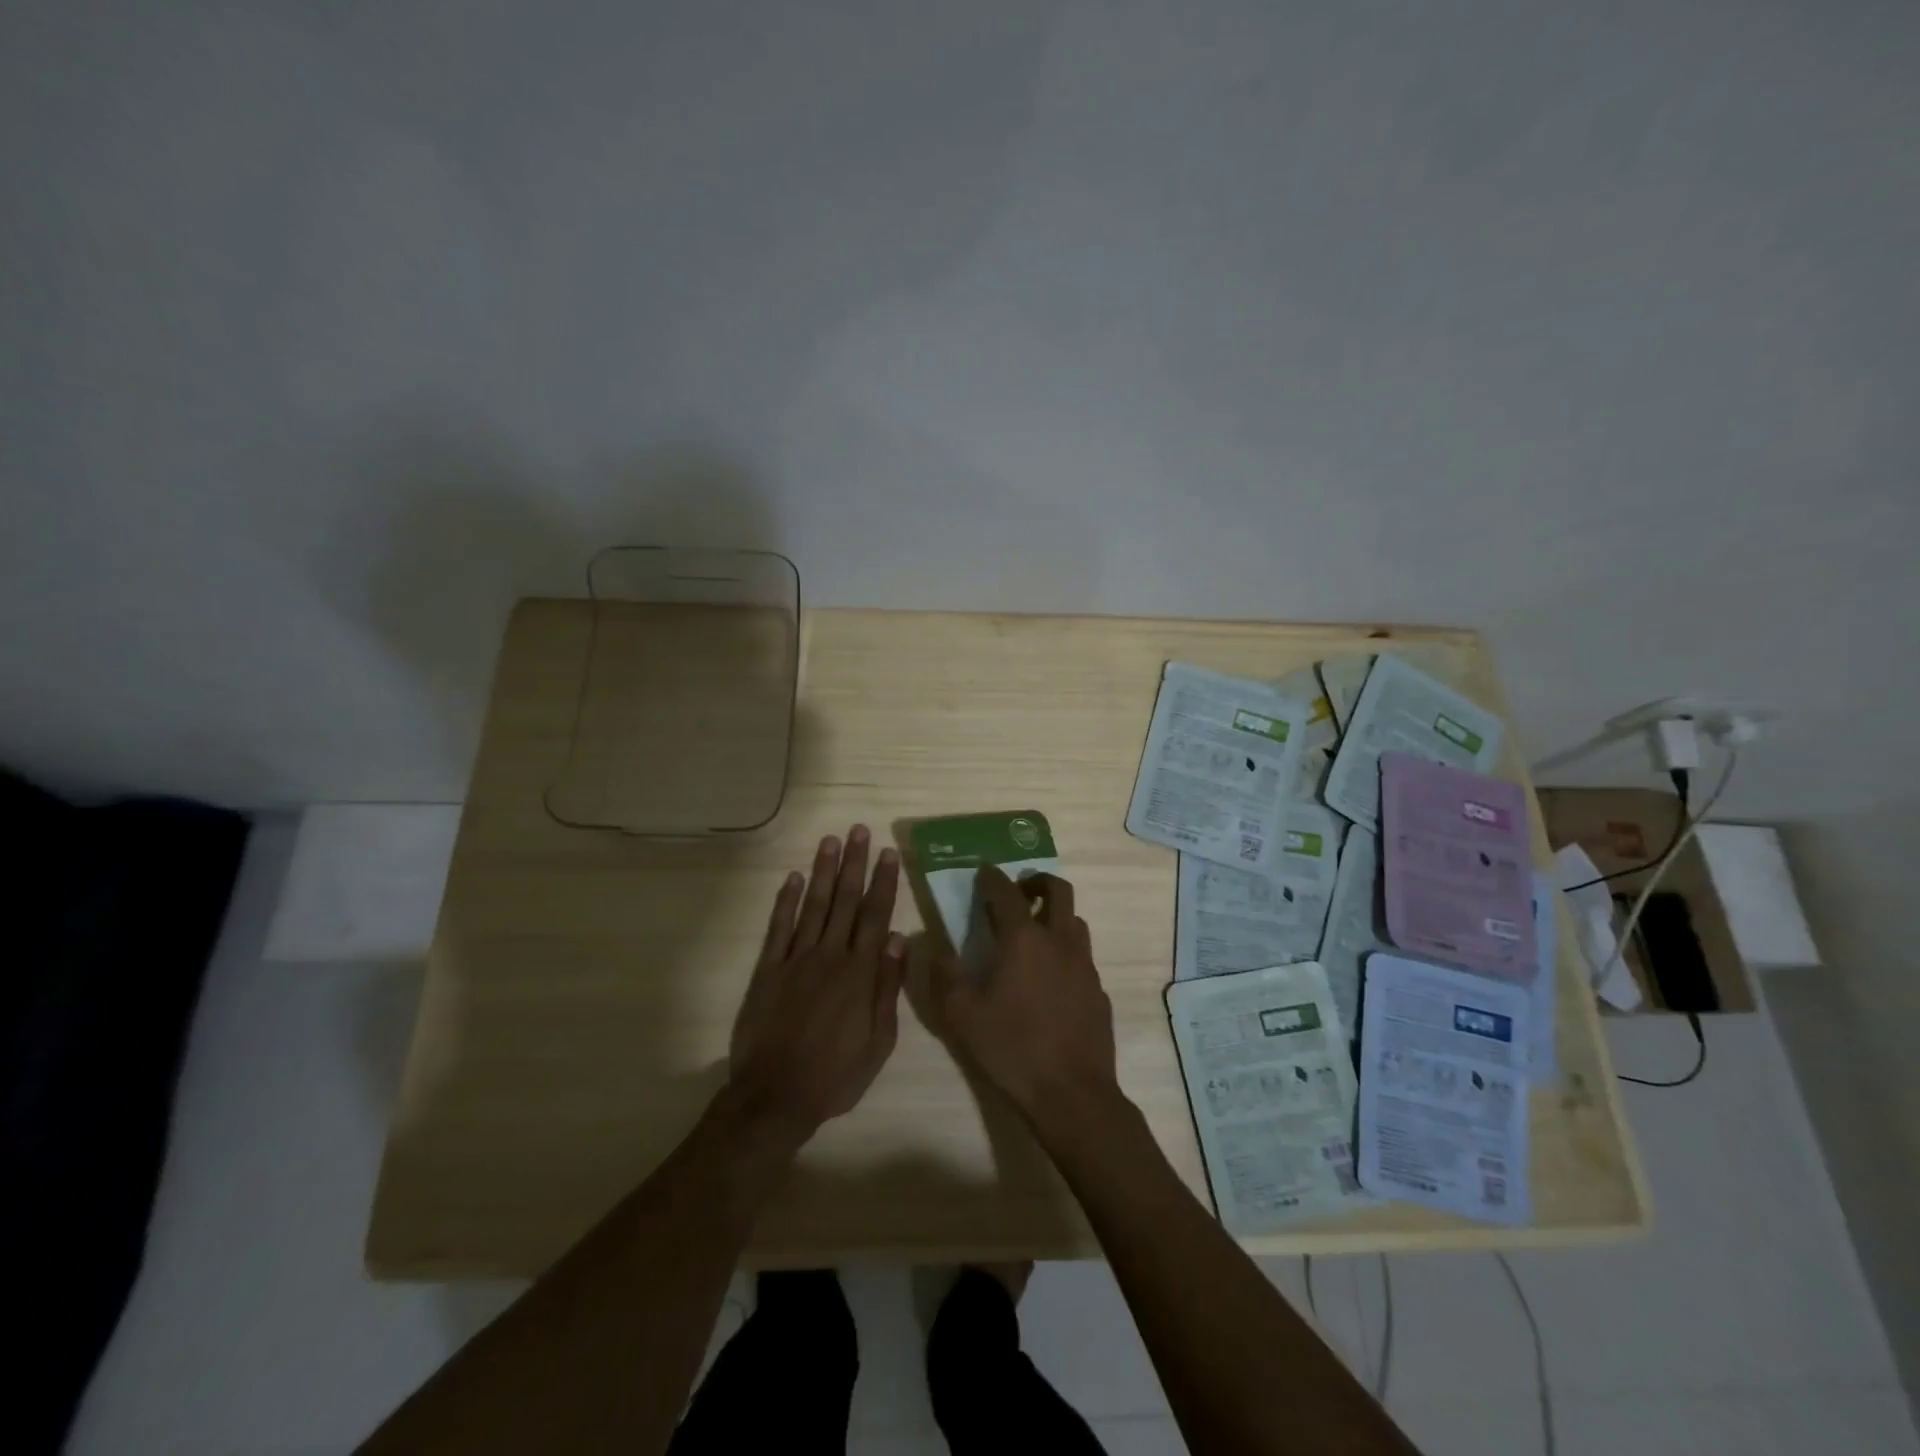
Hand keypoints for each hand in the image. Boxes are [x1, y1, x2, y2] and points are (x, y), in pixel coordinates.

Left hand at [728, 826, 906, 1141]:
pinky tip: (794, 878)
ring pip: (813, 905)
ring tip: (830, 840)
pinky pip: (778, 928)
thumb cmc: (836, 1075)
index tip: (887, 853)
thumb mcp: (879, 1042)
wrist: (775, 1097)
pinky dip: (786, 901)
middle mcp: (829, 956)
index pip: (875, 916)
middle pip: (845, 901)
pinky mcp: (767, 970)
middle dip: (854, 864)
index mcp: (860, 973)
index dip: (882, 882)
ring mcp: (795, 960)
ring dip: (823, 871)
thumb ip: (888, 988)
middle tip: (859, 830)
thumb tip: (898, 940)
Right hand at [925, 865, 1118, 1128]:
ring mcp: (1084, 964)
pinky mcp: (1098, 989)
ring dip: (1054, 915)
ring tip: (1033, 934)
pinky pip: (1082, 956)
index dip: (991, 877)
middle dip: (1036, 882)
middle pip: (1057, 889)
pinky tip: (1051, 980)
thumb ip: (944, 975)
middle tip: (1018, 893)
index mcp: (1023, 939)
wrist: (1073, 1094)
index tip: (981, 872)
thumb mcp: (962, 1016)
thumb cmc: (1012, 1050)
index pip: (1006, 891)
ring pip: (1075, 920)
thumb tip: (932, 944)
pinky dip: (1065, 951)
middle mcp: (1059, 940)